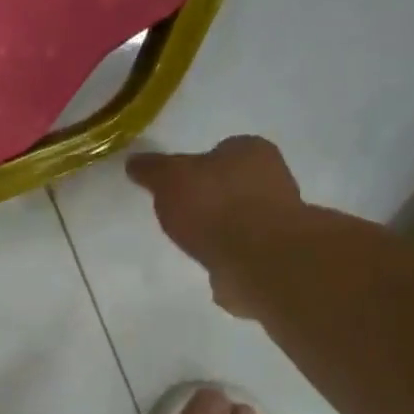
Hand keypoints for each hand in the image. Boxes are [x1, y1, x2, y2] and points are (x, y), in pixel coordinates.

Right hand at [127, 137, 302, 318]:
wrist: (258, 260)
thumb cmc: (214, 206)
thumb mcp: (170, 179)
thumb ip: (152, 170)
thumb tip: (134, 161)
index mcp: (250, 150)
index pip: (221, 149)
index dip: (197, 166)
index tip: (177, 186)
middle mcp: (273, 177)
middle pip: (233, 183)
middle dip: (211, 197)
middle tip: (183, 215)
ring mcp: (279, 218)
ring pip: (242, 217)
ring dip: (223, 228)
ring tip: (195, 243)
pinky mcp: (277, 253)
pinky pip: (245, 248)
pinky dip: (230, 254)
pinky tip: (213, 264)